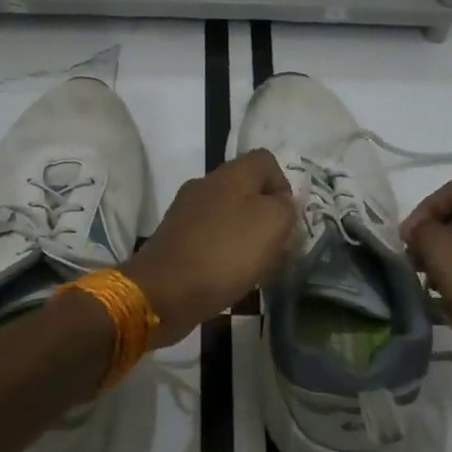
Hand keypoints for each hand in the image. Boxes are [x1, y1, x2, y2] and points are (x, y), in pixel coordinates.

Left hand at [124, 149, 296, 346]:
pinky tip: (228, 275)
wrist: (164, 291)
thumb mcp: (273, 224)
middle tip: (276, 246)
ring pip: (227, 214)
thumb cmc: (226, 253)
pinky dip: (222, 252)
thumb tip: (281, 203)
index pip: (265, 160)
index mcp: (231, 174)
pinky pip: (208, 237)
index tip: (288, 218)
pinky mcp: (174, 238)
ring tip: (255, 266)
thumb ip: (285, 207)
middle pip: (245, 189)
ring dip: (244, 236)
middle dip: (265, 215)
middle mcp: (205, 185)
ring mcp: (185, 211)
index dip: (283, 185)